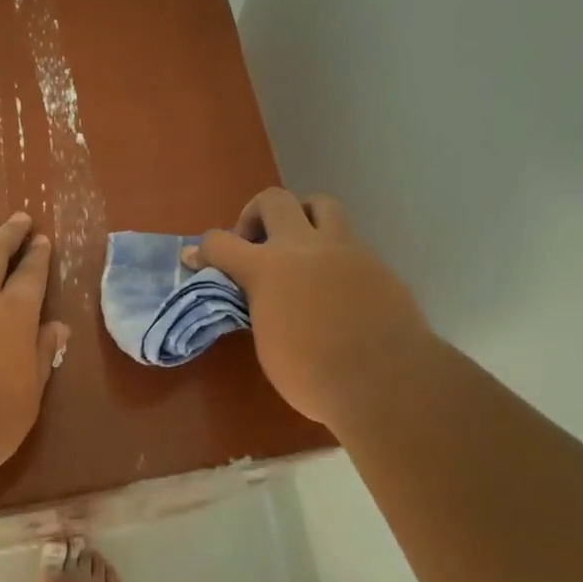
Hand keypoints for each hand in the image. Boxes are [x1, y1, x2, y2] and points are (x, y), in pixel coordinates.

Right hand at [185, 189, 429, 427]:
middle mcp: (304, 247)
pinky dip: (332, 253)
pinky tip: (334, 285)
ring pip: (320, 205)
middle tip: (254, 245)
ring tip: (299, 249)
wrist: (385, 381)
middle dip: (255, 216)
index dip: (205, 250)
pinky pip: (349, 241)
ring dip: (302, 218)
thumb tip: (256, 296)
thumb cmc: (313, 376)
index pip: (222, 243)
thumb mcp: (268, 344)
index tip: (197, 258)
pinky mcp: (376, 263)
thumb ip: (259, 307)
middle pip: (273, 200)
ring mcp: (346, 249)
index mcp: (268, 270)